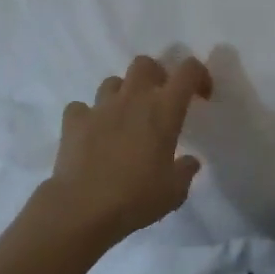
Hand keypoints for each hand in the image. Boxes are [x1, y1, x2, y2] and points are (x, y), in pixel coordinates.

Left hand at [34, 54, 213, 249]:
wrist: (82, 210)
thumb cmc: (136, 198)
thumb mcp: (174, 192)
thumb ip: (185, 171)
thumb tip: (189, 161)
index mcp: (164, 109)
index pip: (188, 71)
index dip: (199, 75)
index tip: (201, 96)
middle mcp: (133, 98)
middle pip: (145, 63)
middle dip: (155, 75)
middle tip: (159, 101)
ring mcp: (100, 107)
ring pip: (112, 82)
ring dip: (121, 94)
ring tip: (124, 119)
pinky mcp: (73, 121)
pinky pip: (81, 107)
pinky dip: (88, 117)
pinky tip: (92, 135)